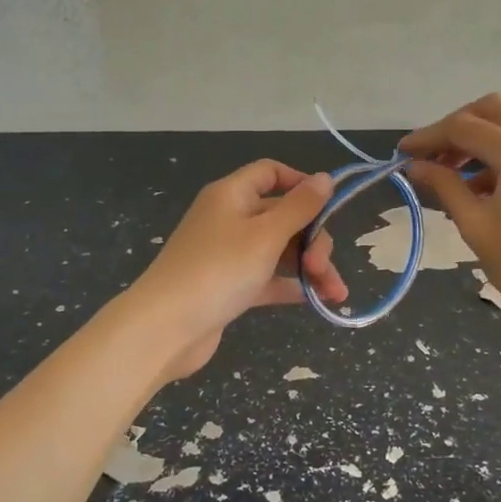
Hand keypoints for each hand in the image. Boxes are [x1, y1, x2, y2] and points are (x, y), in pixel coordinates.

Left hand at [126, 160, 348, 380]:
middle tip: (323, 267)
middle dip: (312, 239)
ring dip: (310, 267)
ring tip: (335, 294)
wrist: (166, 329)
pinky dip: (289, 285)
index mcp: (232, 195)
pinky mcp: (228, 286)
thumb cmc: (219, 270)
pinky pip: (267, 277)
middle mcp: (229, 218)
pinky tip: (315, 300)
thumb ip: (300, 207)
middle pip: (282, 216)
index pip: (270, 173)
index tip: (329, 205)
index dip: (301, 183)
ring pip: (279, 250)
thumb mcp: (266, 235)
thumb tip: (325, 178)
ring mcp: (228, 254)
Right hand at [399, 94, 500, 337]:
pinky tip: (484, 187)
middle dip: (456, 127)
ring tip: (452, 175)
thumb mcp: (476, 226)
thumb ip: (444, 186)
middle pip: (492, 110)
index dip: (429, 137)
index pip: (464, 127)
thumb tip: (416, 166)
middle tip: (431, 157)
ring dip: (480, 139)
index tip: (402, 153)